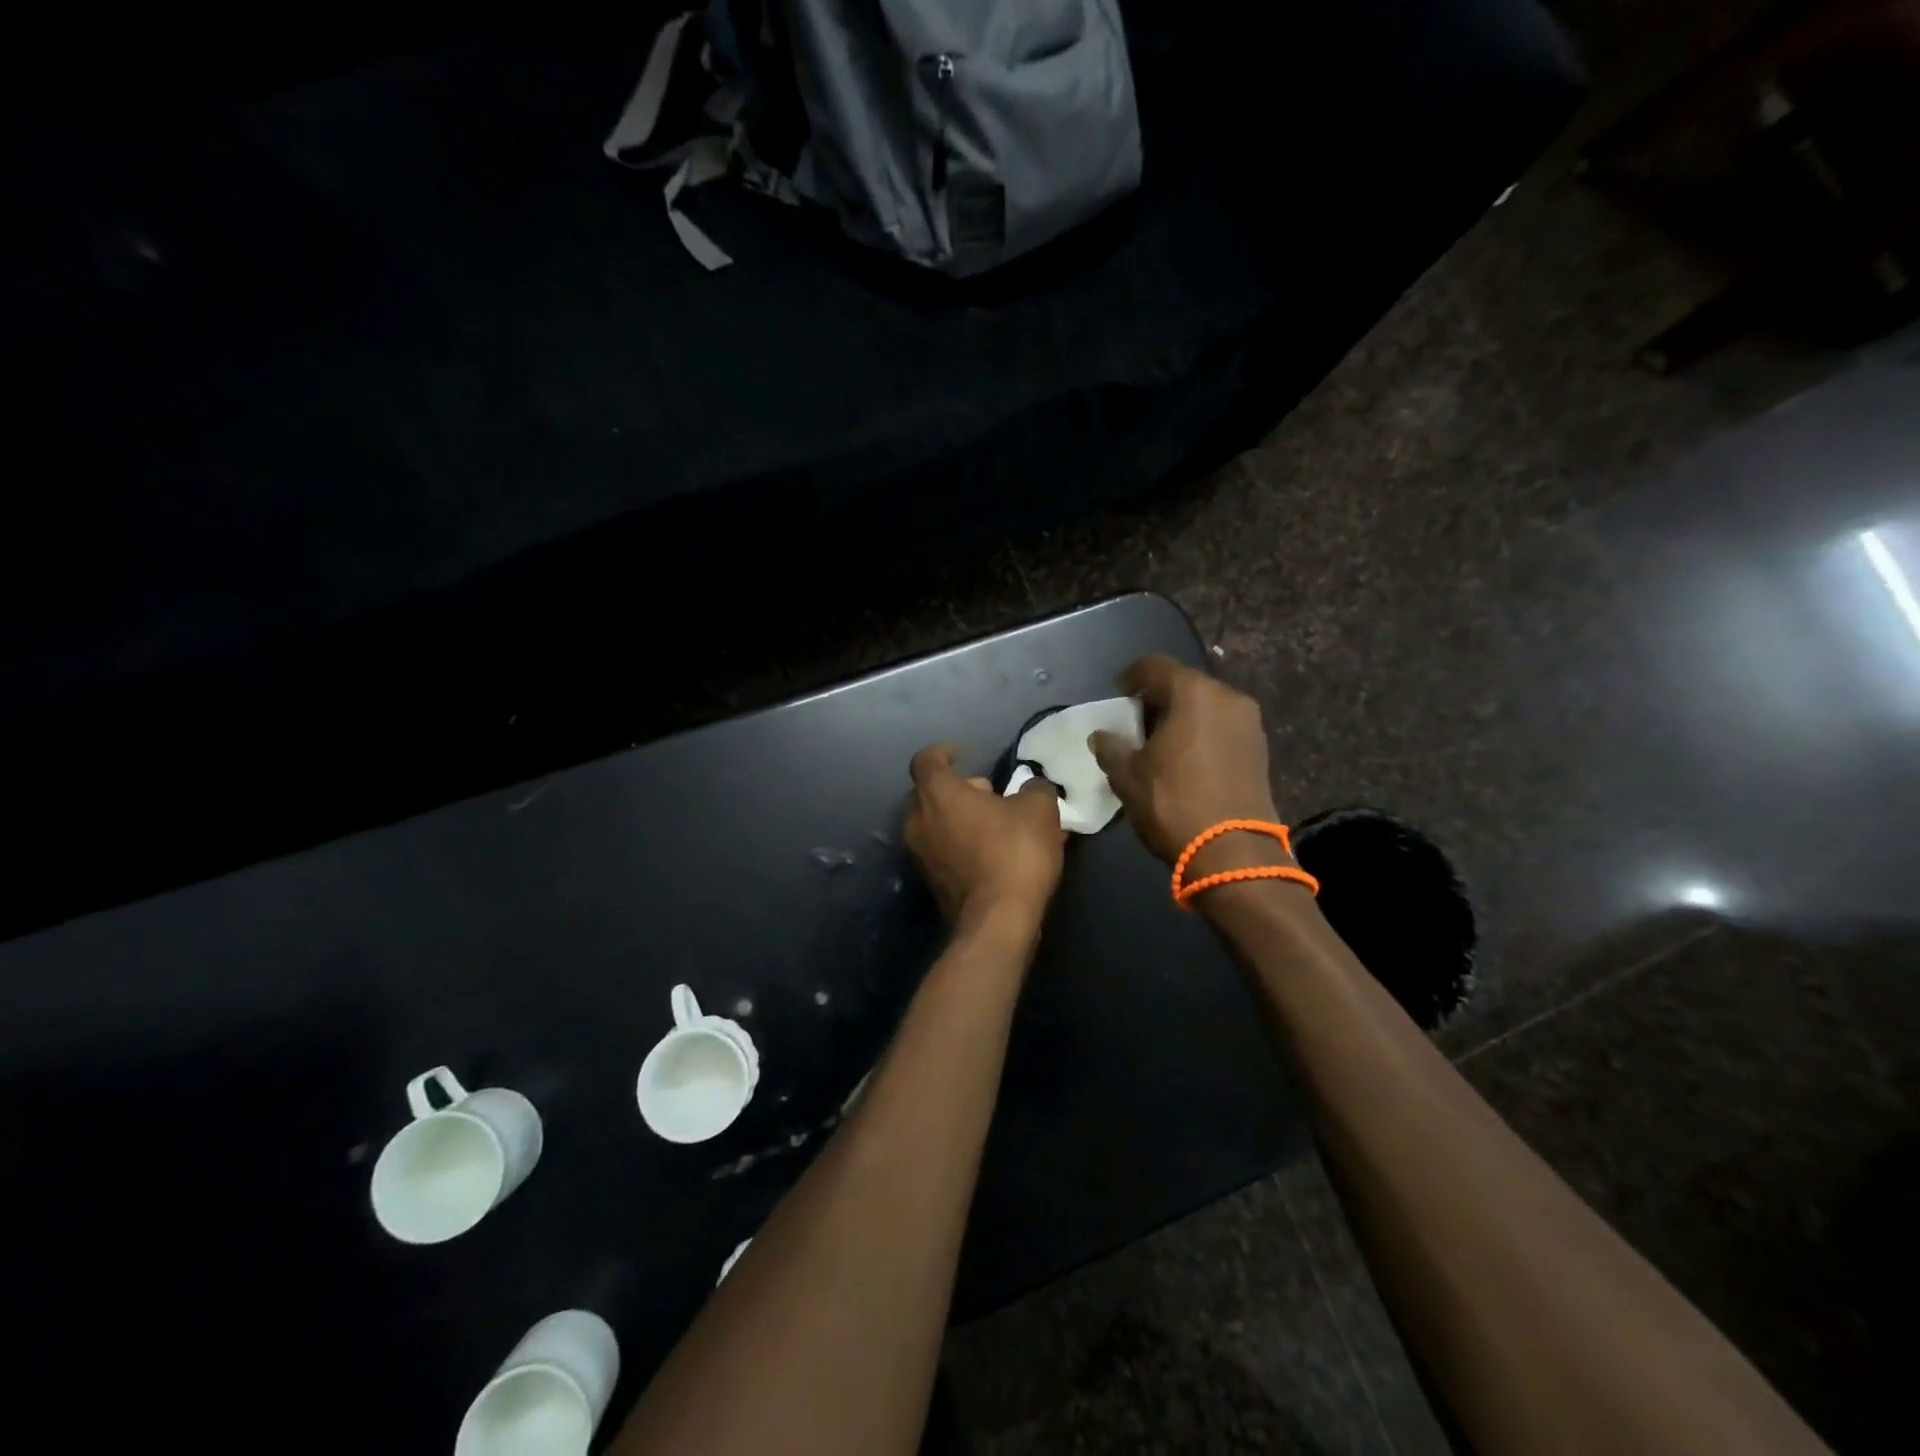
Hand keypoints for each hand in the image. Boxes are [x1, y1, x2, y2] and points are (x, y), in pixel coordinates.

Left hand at [905, 744, 1065, 930]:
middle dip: (957, 789)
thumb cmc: (1014, 852)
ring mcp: (920, 853)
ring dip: (959, 818)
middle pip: (929, 793)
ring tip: (997, 825)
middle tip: (990, 794)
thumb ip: (1034, 788)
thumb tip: (1031, 786)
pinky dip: (960, 843)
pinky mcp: (929, 881)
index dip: (942, 752)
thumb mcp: (1039, 810)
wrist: (997, 920)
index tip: (962, 754)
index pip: (925, 760)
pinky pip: (942, 849)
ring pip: (934, 823)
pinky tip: (992, 852)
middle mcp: (918, 820)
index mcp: (938, 794)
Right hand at [1089, 654, 1279, 864]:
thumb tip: (1101, 736)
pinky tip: (1185, 759)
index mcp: (1193, 693)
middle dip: (1157, 698)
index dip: (1130, 677)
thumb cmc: (1173, 803)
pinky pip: (1222, 726)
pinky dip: (1201, 733)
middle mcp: (1227, 697)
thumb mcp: (1127, 776)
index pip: (1154, 666)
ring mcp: (1248, 723)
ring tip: (1159, 743)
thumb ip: (1110, 748)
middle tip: (1135, 722)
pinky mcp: (1259, 749)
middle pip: (1184, 683)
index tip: (1117, 695)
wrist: (1233, 852)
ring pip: (1206, 705)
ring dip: (1181, 716)